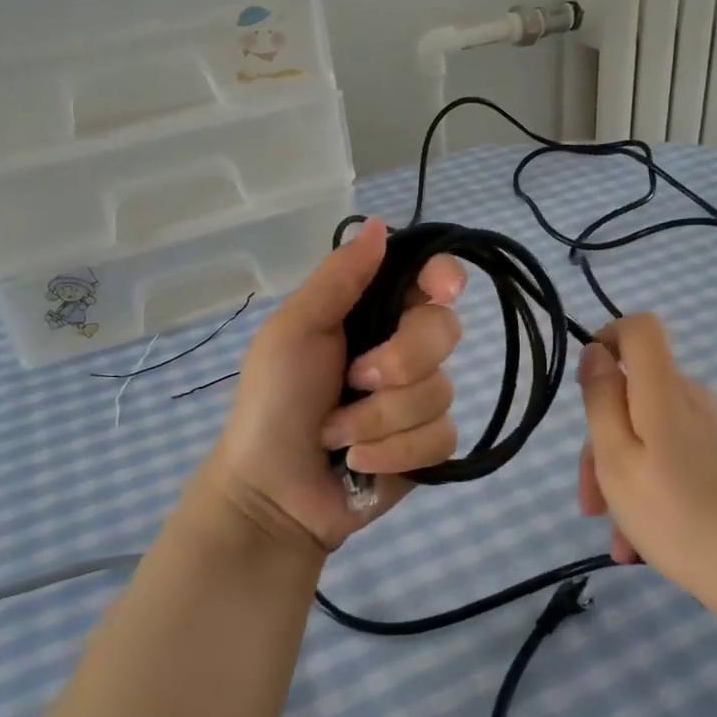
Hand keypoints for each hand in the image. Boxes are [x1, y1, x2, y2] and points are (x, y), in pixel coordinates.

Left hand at [203, 218, 465, 552]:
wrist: (271, 492)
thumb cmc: (273, 402)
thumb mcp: (294, 330)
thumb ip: (339, 278)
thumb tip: (379, 224)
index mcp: (370, 314)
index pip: (428, 279)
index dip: (445, 278)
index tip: (442, 291)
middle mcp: (401, 350)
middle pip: (445, 331)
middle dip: (398, 361)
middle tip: (354, 379)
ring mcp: (417, 400)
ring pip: (440, 390)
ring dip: (380, 418)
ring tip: (336, 435)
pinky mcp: (427, 447)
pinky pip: (441, 437)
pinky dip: (394, 452)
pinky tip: (360, 462)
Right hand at [576, 313, 716, 596]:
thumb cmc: (676, 513)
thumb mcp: (616, 458)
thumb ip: (602, 400)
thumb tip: (597, 353)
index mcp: (665, 390)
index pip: (640, 328)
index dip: (609, 339)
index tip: (589, 386)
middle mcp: (699, 401)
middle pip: (640, 397)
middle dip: (605, 444)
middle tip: (592, 504)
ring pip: (658, 440)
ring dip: (629, 481)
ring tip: (623, 541)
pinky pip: (687, 464)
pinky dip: (662, 492)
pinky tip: (653, 544)